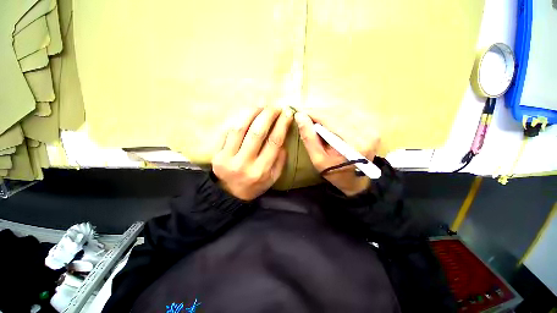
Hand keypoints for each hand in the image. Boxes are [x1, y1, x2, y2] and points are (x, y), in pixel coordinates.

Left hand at [212, 106, 292, 200]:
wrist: (228, 195)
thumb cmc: (254, 186)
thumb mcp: (272, 178)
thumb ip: (280, 161)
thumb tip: (283, 140)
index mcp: (261, 170)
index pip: (274, 142)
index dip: (282, 125)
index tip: (287, 113)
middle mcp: (245, 163)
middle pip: (257, 133)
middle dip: (268, 115)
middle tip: (274, 106)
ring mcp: (228, 158)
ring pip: (240, 129)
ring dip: (251, 113)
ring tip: (260, 105)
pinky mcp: (217, 154)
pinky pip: (227, 132)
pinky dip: (238, 120)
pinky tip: (246, 114)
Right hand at [294, 111, 379, 195]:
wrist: (355, 180)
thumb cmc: (334, 172)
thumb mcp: (317, 159)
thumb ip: (309, 138)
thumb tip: (300, 117)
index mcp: (355, 144)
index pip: (331, 120)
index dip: (314, 114)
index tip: (300, 112)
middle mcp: (367, 132)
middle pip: (338, 113)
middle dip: (319, 112)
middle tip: (305, 114)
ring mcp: (372, 127)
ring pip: (344, 111)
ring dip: (327, 112)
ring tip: (314, 117)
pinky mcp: (371, 126)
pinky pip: (350, 114)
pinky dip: (335, 114)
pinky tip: (327, 120)